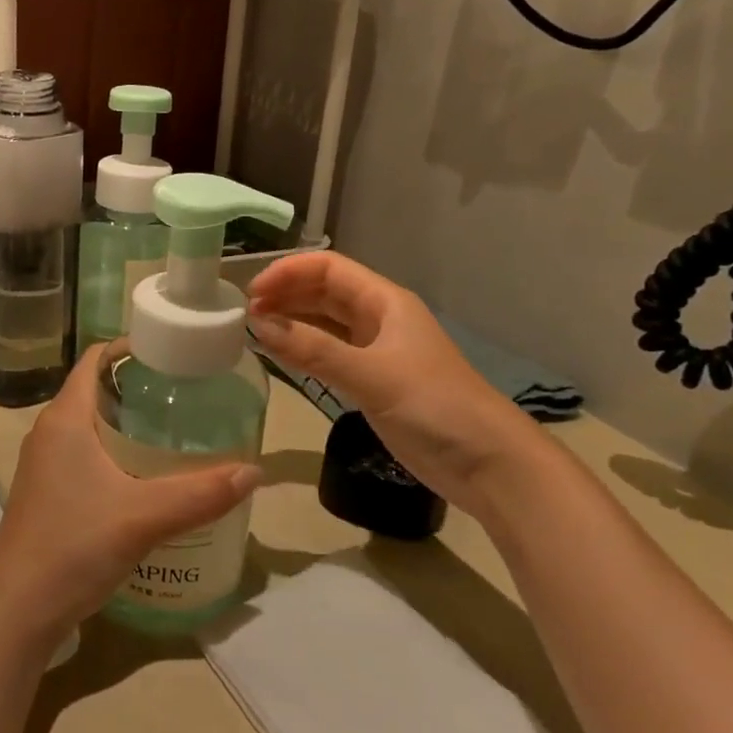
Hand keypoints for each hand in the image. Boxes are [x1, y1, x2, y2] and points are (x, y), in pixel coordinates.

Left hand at [0, 346, 261, 647]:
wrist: (17, 609)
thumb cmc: (75, 545)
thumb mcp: (144, 516)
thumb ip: (201, 493)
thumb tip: (255, 470)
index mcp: (65, 418)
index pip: (94, 358)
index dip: (132, 347)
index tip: (173, 353)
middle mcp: (49, 432)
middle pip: (95, 390)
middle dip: (139, 388)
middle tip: (187, 395)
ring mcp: (43, 464)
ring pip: (89, 425)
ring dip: (127, 423)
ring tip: (175, 432)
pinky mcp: (46, 492)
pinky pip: (83, 454)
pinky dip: (114, 452)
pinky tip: (146, 477)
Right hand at [246, 252, 534, 516]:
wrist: (488, 463)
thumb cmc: (435, 406)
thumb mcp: (372, 374)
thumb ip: (314, 350)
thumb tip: (258, 325)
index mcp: (385, 302)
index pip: (329, 269)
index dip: (289, 272)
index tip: (253, 292)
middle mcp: (378, 319)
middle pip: (323, 293)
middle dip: (285, 295)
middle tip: (245, 313)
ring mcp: (375, 351)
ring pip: (324, 324)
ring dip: (291, 322)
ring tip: (253, 331)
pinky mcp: (373, 382)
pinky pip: (328, 354)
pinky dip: (302, 351)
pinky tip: (279, 355)